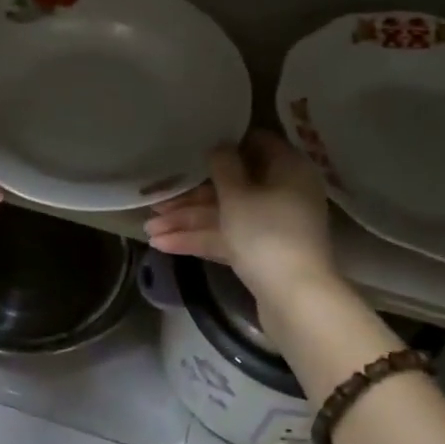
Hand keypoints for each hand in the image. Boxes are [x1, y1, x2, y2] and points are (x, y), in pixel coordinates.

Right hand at [143, 131, 337, 305]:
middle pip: (233, 185)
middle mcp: (282, 193)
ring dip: (188, 220)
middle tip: (156, 201)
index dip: (223, 145)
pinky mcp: (261, 253)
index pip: (254, 144)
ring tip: (148, 229)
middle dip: (191, 196)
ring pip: (226, 214)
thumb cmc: (266, 233)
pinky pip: (228, 237)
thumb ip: (223, 165)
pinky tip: (163, 244)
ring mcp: (272, 225)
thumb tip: (219, 145)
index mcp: (287, 169)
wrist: (295, 299)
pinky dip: (200, 239)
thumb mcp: (237, 194)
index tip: (192, 146)